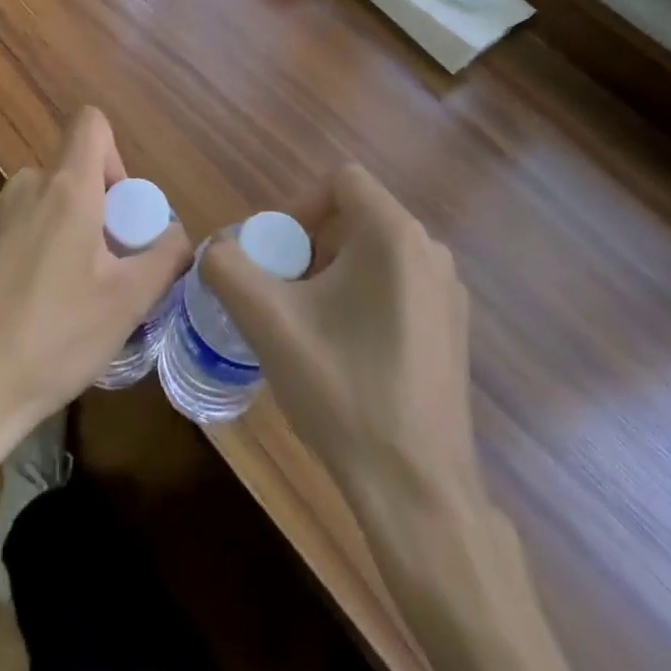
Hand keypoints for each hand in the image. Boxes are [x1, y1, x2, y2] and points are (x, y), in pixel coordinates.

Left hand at [0, 107, 191, 497]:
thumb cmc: (52, 337)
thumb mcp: (127, 302)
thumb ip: (165, 257)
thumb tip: (179, 235)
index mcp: (65, 187)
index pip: (91, 123)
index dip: (115, 154)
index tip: (122, 209)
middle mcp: (24, 188)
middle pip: (72, 172)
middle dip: (99, 209)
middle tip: (109, 269)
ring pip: (46, 204)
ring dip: (68, 234)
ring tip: (75, 298)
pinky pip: (19, 231)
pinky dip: (37, 253)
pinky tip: (35, 313)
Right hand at [203, 164, 477, 514]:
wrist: (417, 490)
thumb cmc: (343, 389)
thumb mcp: (268, 321)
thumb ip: (227, 267)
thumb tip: (216, 249)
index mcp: (394, 234)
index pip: (340, 180)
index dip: (299, 206)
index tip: (278, 255)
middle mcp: (430, 250)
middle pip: (356, 217)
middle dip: (311, 245)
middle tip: (285, 293)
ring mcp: (449, 292)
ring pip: (376, 253)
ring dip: (335, 274)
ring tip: (310, 325)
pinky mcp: (454, 329)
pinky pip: (399, 286)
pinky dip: (365, 299)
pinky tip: (348, 354)